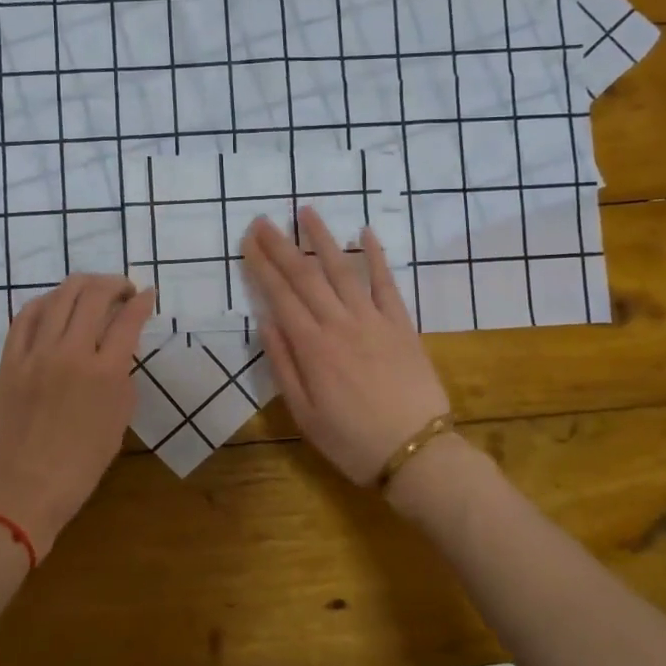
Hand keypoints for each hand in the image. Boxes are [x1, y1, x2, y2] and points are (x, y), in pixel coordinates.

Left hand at [0, 274, 153, 557]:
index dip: (142, 301)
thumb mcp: (116, 427)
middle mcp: (70, 353)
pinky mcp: (9, 360)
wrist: (16, 494)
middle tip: (124, 290)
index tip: (149, 294)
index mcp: (104, 374)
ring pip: (59, 297)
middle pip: (94, 296)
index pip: (128, 320)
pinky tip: (55, 304)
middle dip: (115, 284)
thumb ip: (121, 383)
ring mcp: (35, 354)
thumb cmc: (76, 472)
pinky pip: (26, 316)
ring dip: (82, 285)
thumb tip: (118, 356)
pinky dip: (45, 302)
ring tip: (93, 290)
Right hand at [241, 209, 451, 486]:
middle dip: (281, 245)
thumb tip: (266, 322)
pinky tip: (366, 233)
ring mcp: (373, 320)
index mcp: (312, 347)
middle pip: (305, 275)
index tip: (248, 240)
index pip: (280, 295)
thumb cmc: (352, 441)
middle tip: (264, 219)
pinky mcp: (402, 325)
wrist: (417, 454)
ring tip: (306, 211)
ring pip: (342, 270)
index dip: (261, 265)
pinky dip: (377, 257)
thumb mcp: (304, 414)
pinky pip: (387, 284)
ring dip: (322, 238)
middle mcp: (339, 324)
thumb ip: (283, 365)